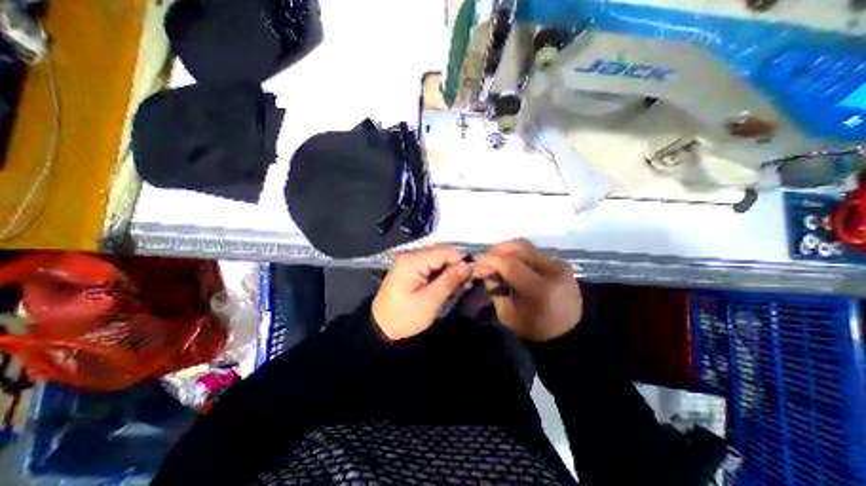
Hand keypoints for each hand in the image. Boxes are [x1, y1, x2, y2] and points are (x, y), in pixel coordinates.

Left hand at [368, 245, 470, 339]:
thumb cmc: (405, 316)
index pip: (444, 251)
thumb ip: (449, 280)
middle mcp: (411, 256)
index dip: (462, 258)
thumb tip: (468, 264)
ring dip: (451, 270)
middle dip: (458, 264)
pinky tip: (450, 283)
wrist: (381, 328)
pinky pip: (431, 266)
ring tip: (463, 284)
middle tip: (470, 280)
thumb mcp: (430, 301)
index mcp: (413, 261)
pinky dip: (442, 274)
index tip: (477, 271)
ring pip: (438, 260)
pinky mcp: (411, 270)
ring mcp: (410, 262)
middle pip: (441, 253)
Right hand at [474, 239, 581, 340]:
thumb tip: (483, 268)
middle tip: (486, 258)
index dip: (490, 259)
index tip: (476, 260)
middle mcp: (553, 271)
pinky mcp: (561, 264)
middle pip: (520, 247)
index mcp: (540, 289)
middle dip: (498, 249)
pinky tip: (512, 264)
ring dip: (508, 251)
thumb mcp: (507, 313)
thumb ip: (494, 287)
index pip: (509, 263)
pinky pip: (534, 253)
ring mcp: (559, 265)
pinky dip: (518, 255)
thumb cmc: (534, 329)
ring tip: (497, 260)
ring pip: (527, 247)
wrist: (568, 335)